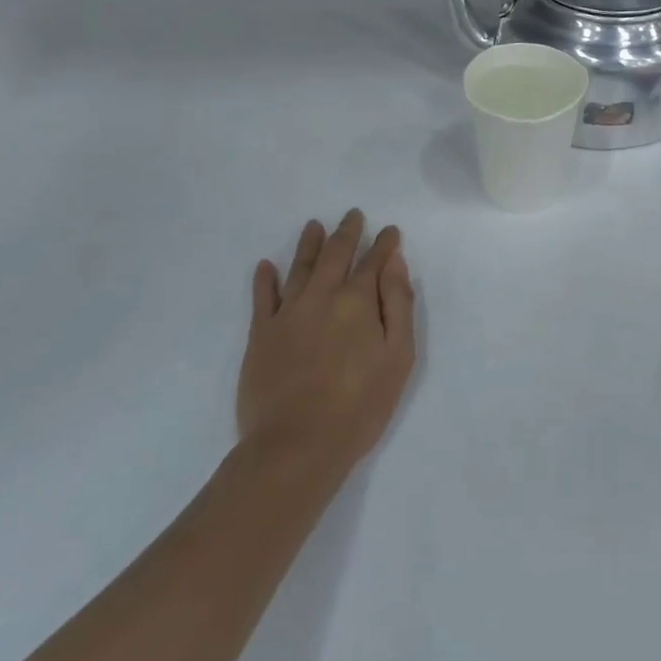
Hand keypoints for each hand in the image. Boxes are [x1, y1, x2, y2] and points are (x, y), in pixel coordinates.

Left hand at [238, 210, 416, 471]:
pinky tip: (265, 266)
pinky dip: (265, 279)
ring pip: (298, 268)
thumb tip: (395, 263)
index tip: (389, 231)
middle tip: (353, 215)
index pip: (374, 262)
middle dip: (346, 233)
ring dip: (308, 244)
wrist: (297, 445)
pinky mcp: (261, 336)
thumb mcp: (398, 356)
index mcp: (358, 301)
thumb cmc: (361, 404)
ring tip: (314, 225)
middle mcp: (321, 297)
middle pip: (334, 255)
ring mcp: (287, 314)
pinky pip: (262, 298)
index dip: (383, 244)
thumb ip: (398, 305)